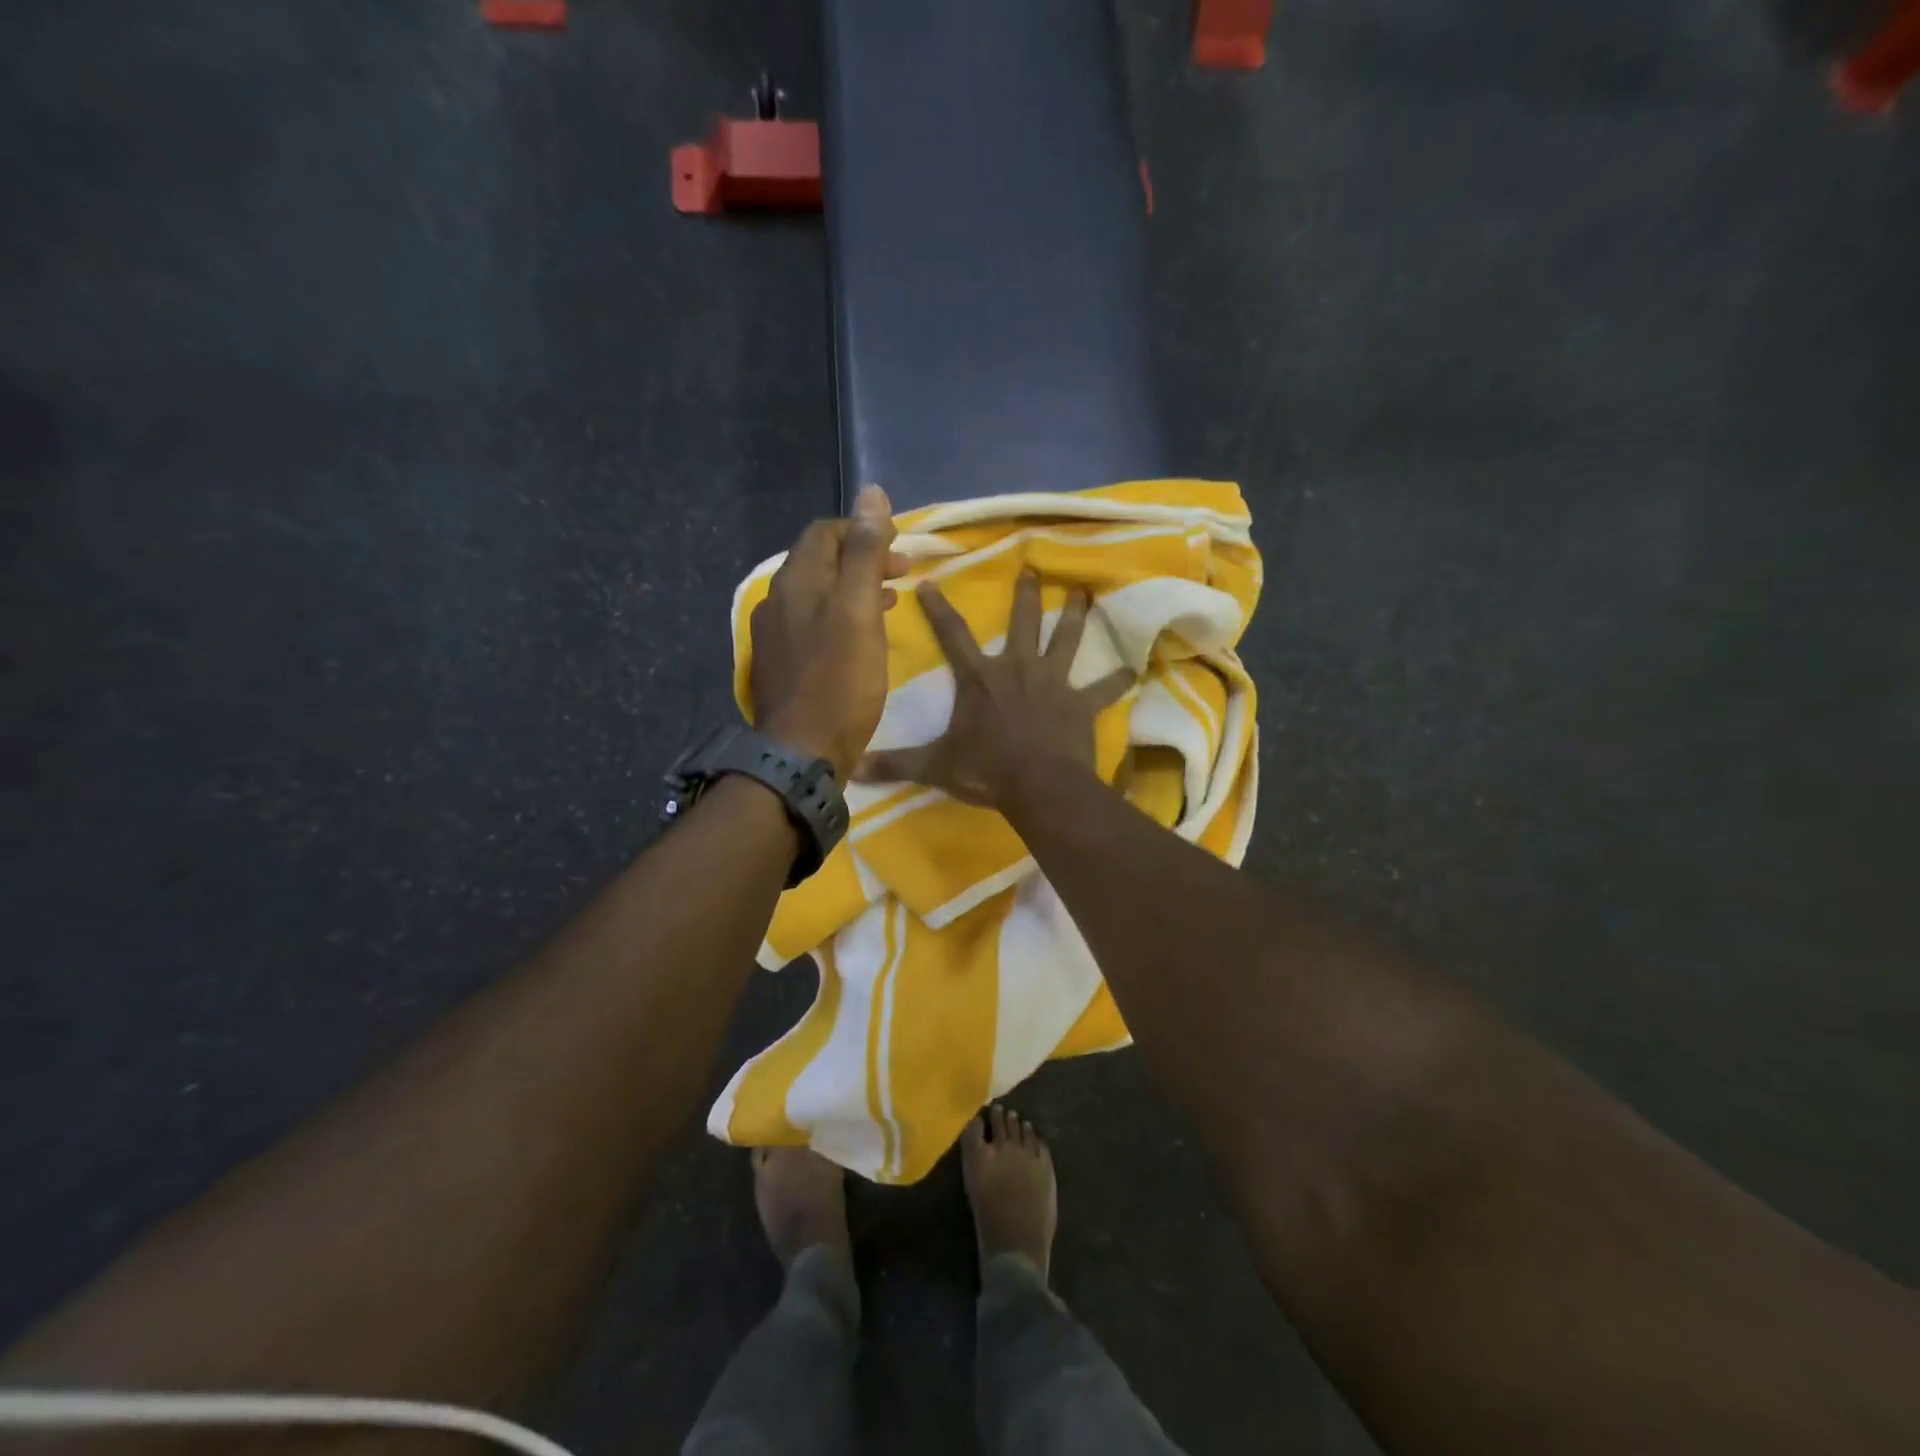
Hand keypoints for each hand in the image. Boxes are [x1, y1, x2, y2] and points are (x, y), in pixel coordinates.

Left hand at [751, 485, 906, 781]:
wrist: (803, 752)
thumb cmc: (839, 681)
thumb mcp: (859, 611)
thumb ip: (864, 553)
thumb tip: (871, 494)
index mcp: (796, 581)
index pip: (825, 532)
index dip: (863, 531)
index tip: (899, 549)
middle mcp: (778, 600)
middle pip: (820, 561)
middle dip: (861, 558)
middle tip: (901, 573)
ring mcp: (776, 634)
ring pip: (818, 594)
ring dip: (854, 588)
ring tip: (889, 601)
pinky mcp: (782, 663)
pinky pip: (813, 623)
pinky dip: (841, 616)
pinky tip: (862, 636)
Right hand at [855, 571, 1133, 811]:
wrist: (1037, 785)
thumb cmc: (985, 770)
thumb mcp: (934, 766)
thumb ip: (895, 764)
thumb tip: (851, 769)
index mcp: (980, 679)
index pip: (953, 635)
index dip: (939, 608)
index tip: (931, 581)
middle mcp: (1017, 669)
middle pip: (1022, 622)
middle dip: (1025, 595)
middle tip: (1032, 568)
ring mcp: (1052, 683)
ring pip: (1066, 640)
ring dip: (1076, 616)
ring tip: (1085, 593)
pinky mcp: (1080, 704)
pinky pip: (1103, 689)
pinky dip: (1116, 680)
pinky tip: (1133, 669)